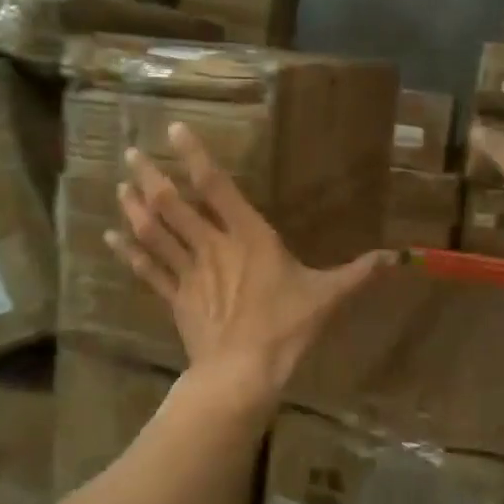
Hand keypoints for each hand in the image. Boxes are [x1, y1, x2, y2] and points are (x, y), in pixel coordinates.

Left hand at [106, 123, 391, 392]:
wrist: (243, 373)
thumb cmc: (285, 329)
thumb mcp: (326, 297)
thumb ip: (356, 273)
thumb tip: (395, 258)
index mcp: (248, 237)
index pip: (217, 187)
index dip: (195, 156)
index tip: (175, 130)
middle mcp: (212, 246)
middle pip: (173, 205)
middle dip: (151, 177)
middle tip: (131, 153)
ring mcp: (188, 272)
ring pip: (155, 232)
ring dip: (135, 207)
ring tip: (120, 185)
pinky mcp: (175, 298)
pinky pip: (147, 270)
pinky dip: (128, 252)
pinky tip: (109, 236)